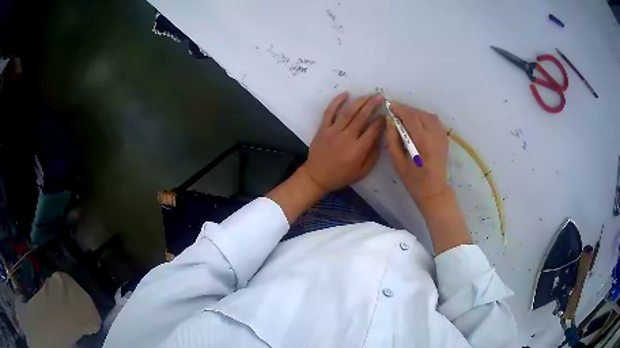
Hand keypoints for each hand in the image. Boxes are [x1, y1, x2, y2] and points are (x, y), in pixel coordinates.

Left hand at [303, 92, 384, 192]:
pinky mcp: (323, 128)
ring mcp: (333, 131)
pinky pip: (329, 112)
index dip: (381, 120)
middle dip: (372, 105)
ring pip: (348, 112)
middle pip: (362, 117)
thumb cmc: (342, 175)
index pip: (373, 130)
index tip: (386, 114)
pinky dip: (337, 101)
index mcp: (358, 150)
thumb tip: (382, 137)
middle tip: (380, 97)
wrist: (317, 176)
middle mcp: (347, 137)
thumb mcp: (363, 171)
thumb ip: (374, 154)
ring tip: (368, 95)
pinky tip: (346, 94)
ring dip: (359, 101)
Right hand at [386, 102, 448, 208]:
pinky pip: (434, 121)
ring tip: (406, 119)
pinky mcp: (444, 138)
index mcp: (422, 142)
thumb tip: (390, 120)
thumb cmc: (413, 179)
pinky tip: (418, 125)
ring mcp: (441, 136)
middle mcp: (434, 135)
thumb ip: (392, 139)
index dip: (400, 109)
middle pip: (419, 113)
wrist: (434, 190)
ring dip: (416, 113)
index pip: (411, 116)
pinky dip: (424, 118)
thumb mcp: (397, 161)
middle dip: (406, 110)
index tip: (390, 106)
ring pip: (428, 115)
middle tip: (395, 113)